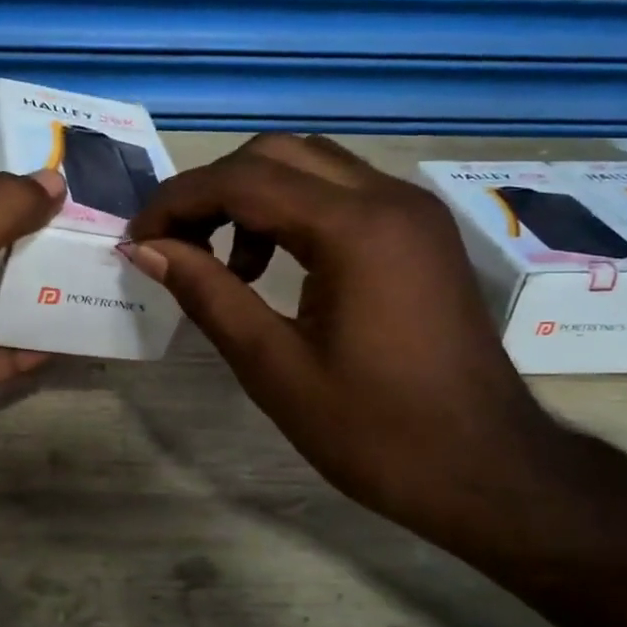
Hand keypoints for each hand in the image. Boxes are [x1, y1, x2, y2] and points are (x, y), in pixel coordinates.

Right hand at [123, 134, 568, 544]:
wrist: (489, 472)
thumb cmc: (376, 432)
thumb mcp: (274, 367)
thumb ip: (207, 294)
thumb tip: (147, 249)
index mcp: (355, 229)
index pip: (242, 181)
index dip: (176, 203)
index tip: (137, 240)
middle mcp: (388, 198)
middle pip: (275, 154)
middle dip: (211, 191)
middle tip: (173, 244)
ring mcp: (411, 211)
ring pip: (309, 166)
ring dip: (251, 198)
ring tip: (223, 264)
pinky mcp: (419, 233)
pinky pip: (340, 193)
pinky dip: (291, 212)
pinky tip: (273, 268)